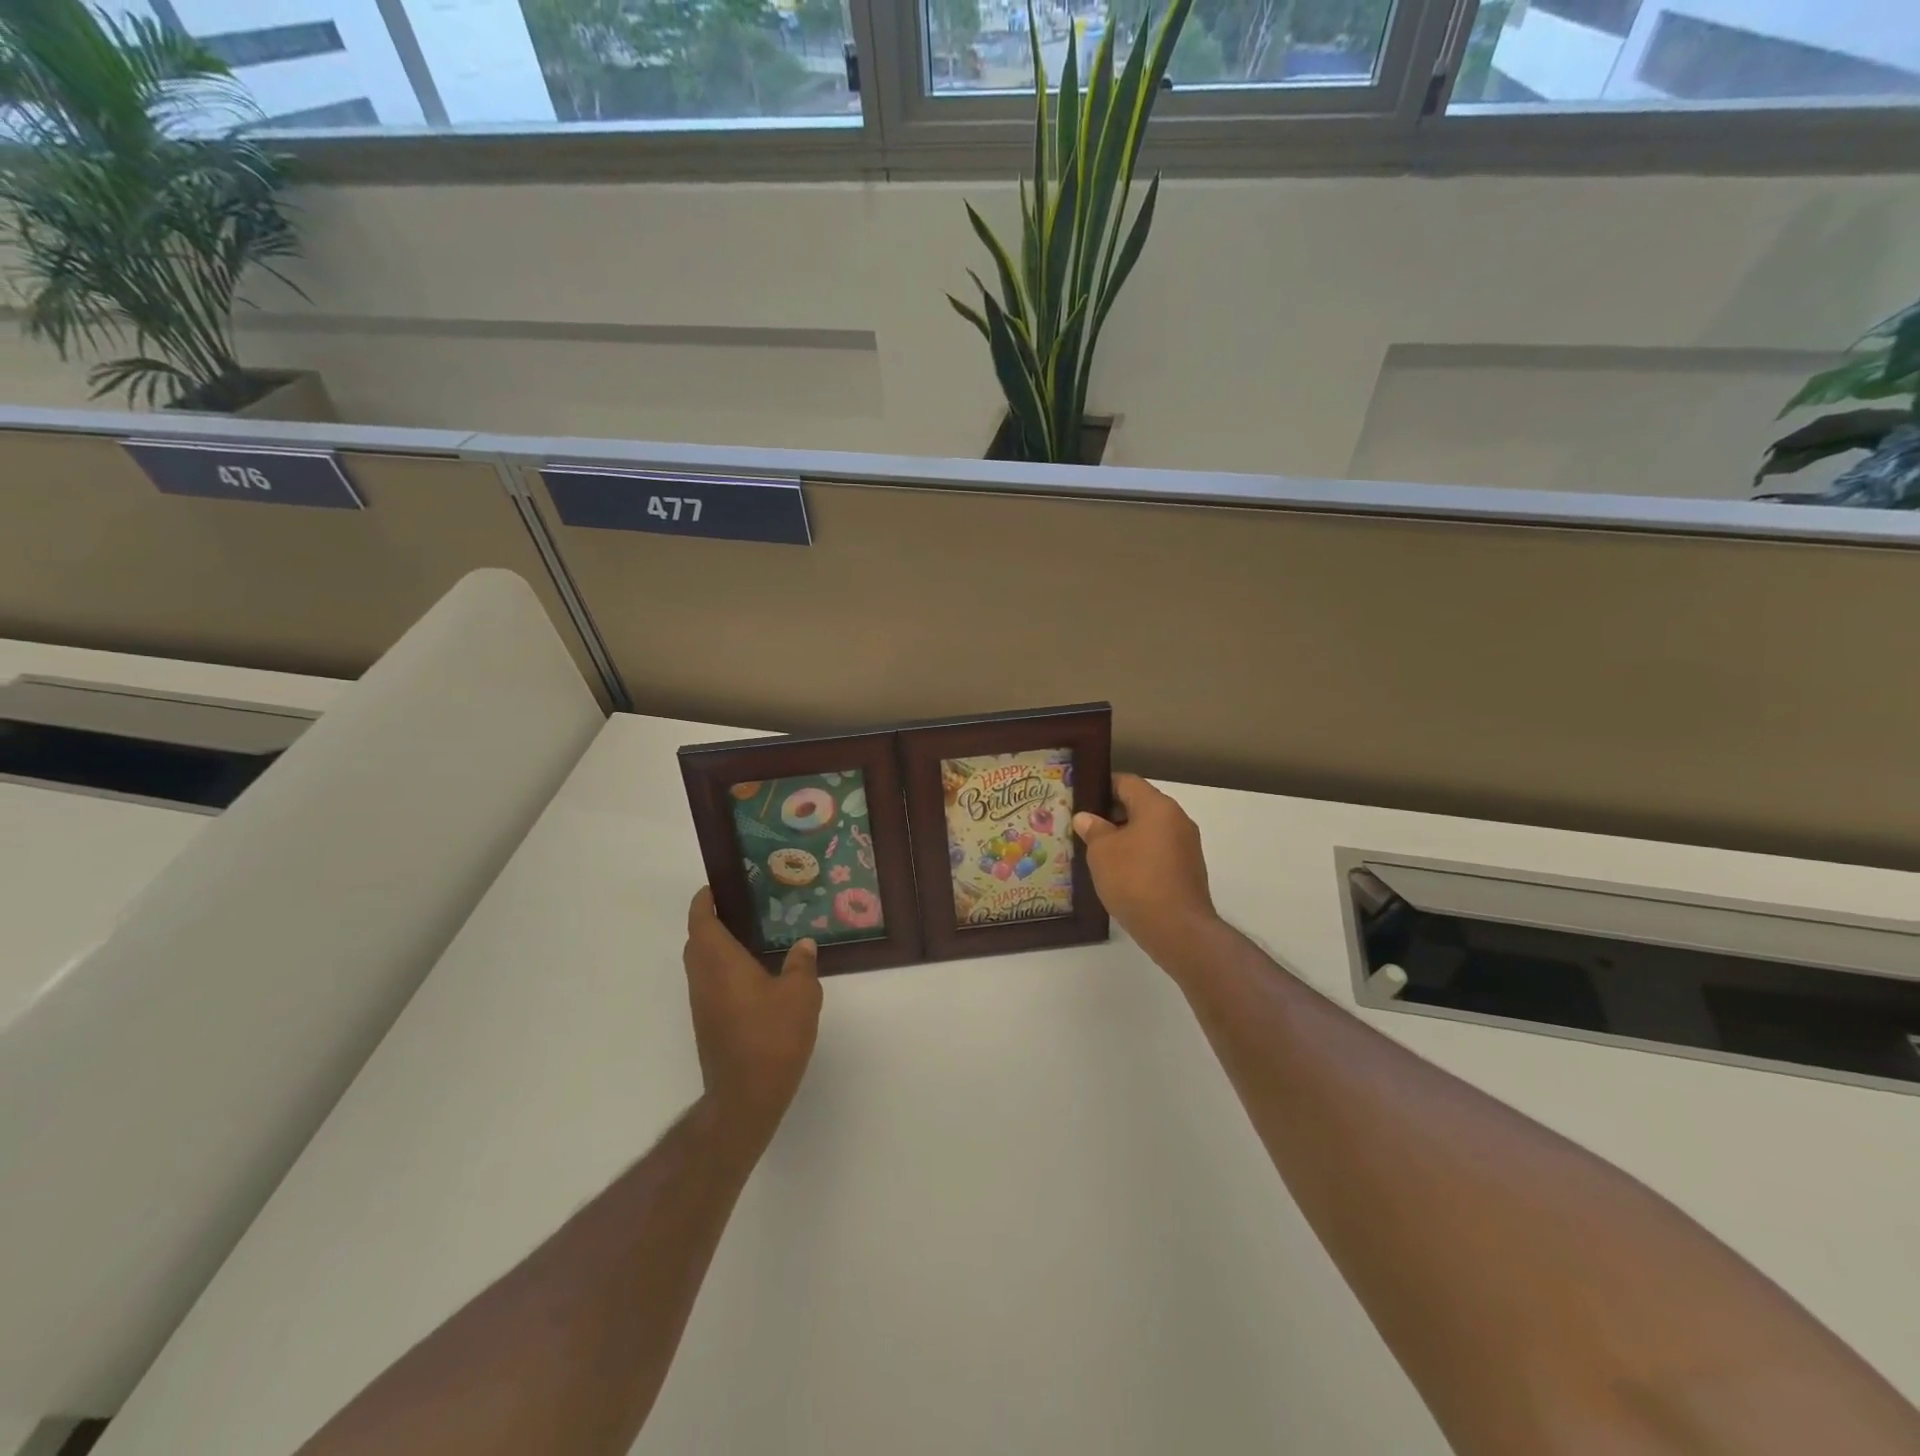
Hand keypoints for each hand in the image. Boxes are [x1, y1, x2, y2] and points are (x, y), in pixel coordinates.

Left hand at [683, 888, 822, 1153]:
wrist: (746, 1096)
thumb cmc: (772, 1036)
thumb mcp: (801, 995)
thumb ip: (801, 964)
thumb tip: (803, 944)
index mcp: (720, 961)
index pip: (701, 920)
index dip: (704, 900)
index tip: (718, 887)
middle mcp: (703, 978)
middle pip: (697, 940)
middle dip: (712, 921)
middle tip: (743, 909)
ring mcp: (702, 1004)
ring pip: (702, 964)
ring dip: (717, 947)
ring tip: (753, 937)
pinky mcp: (708, 1024)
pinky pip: (710, 984)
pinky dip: (724, 970)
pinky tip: (755, 975)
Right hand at [1074, 774, 1216, 962]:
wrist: (1177, 928)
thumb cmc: (1135, 880)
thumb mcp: (1102, 852)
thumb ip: (1093, 829)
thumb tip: (1086, 818)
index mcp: (1157, 806)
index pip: (1127, 782)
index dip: (1102, 786)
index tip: (1081, 798)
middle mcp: (1177, 819)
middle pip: (1140, 805)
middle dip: (1112, 814)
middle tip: (1084, 827)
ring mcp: (1187, 846)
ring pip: (1150, 830)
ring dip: (1126, 836)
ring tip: (1098, 852)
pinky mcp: (1188, 870)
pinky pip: (1159, 851)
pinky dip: (1140, 855)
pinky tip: (1120, 873)